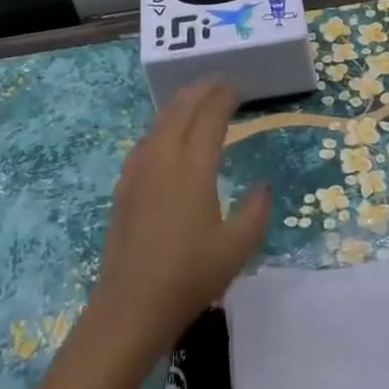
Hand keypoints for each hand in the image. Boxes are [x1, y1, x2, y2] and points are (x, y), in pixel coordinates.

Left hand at [88, 80, 269, 354]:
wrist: (130, 306)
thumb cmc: (190, 276)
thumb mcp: (237, 248)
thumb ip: (256, 211)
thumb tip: (263, 187)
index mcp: (193, 166)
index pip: (210, 116)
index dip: (224, 97)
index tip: (238, 88)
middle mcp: (163, 157)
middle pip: (181, 108)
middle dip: (202, 89)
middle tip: (220, 83)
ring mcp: (139, 169)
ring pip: (160, 120)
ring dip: (180, 103)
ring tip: (197, 99)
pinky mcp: (125, 185)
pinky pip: (147, 139)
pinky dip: (163, 124)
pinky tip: (167, 135)